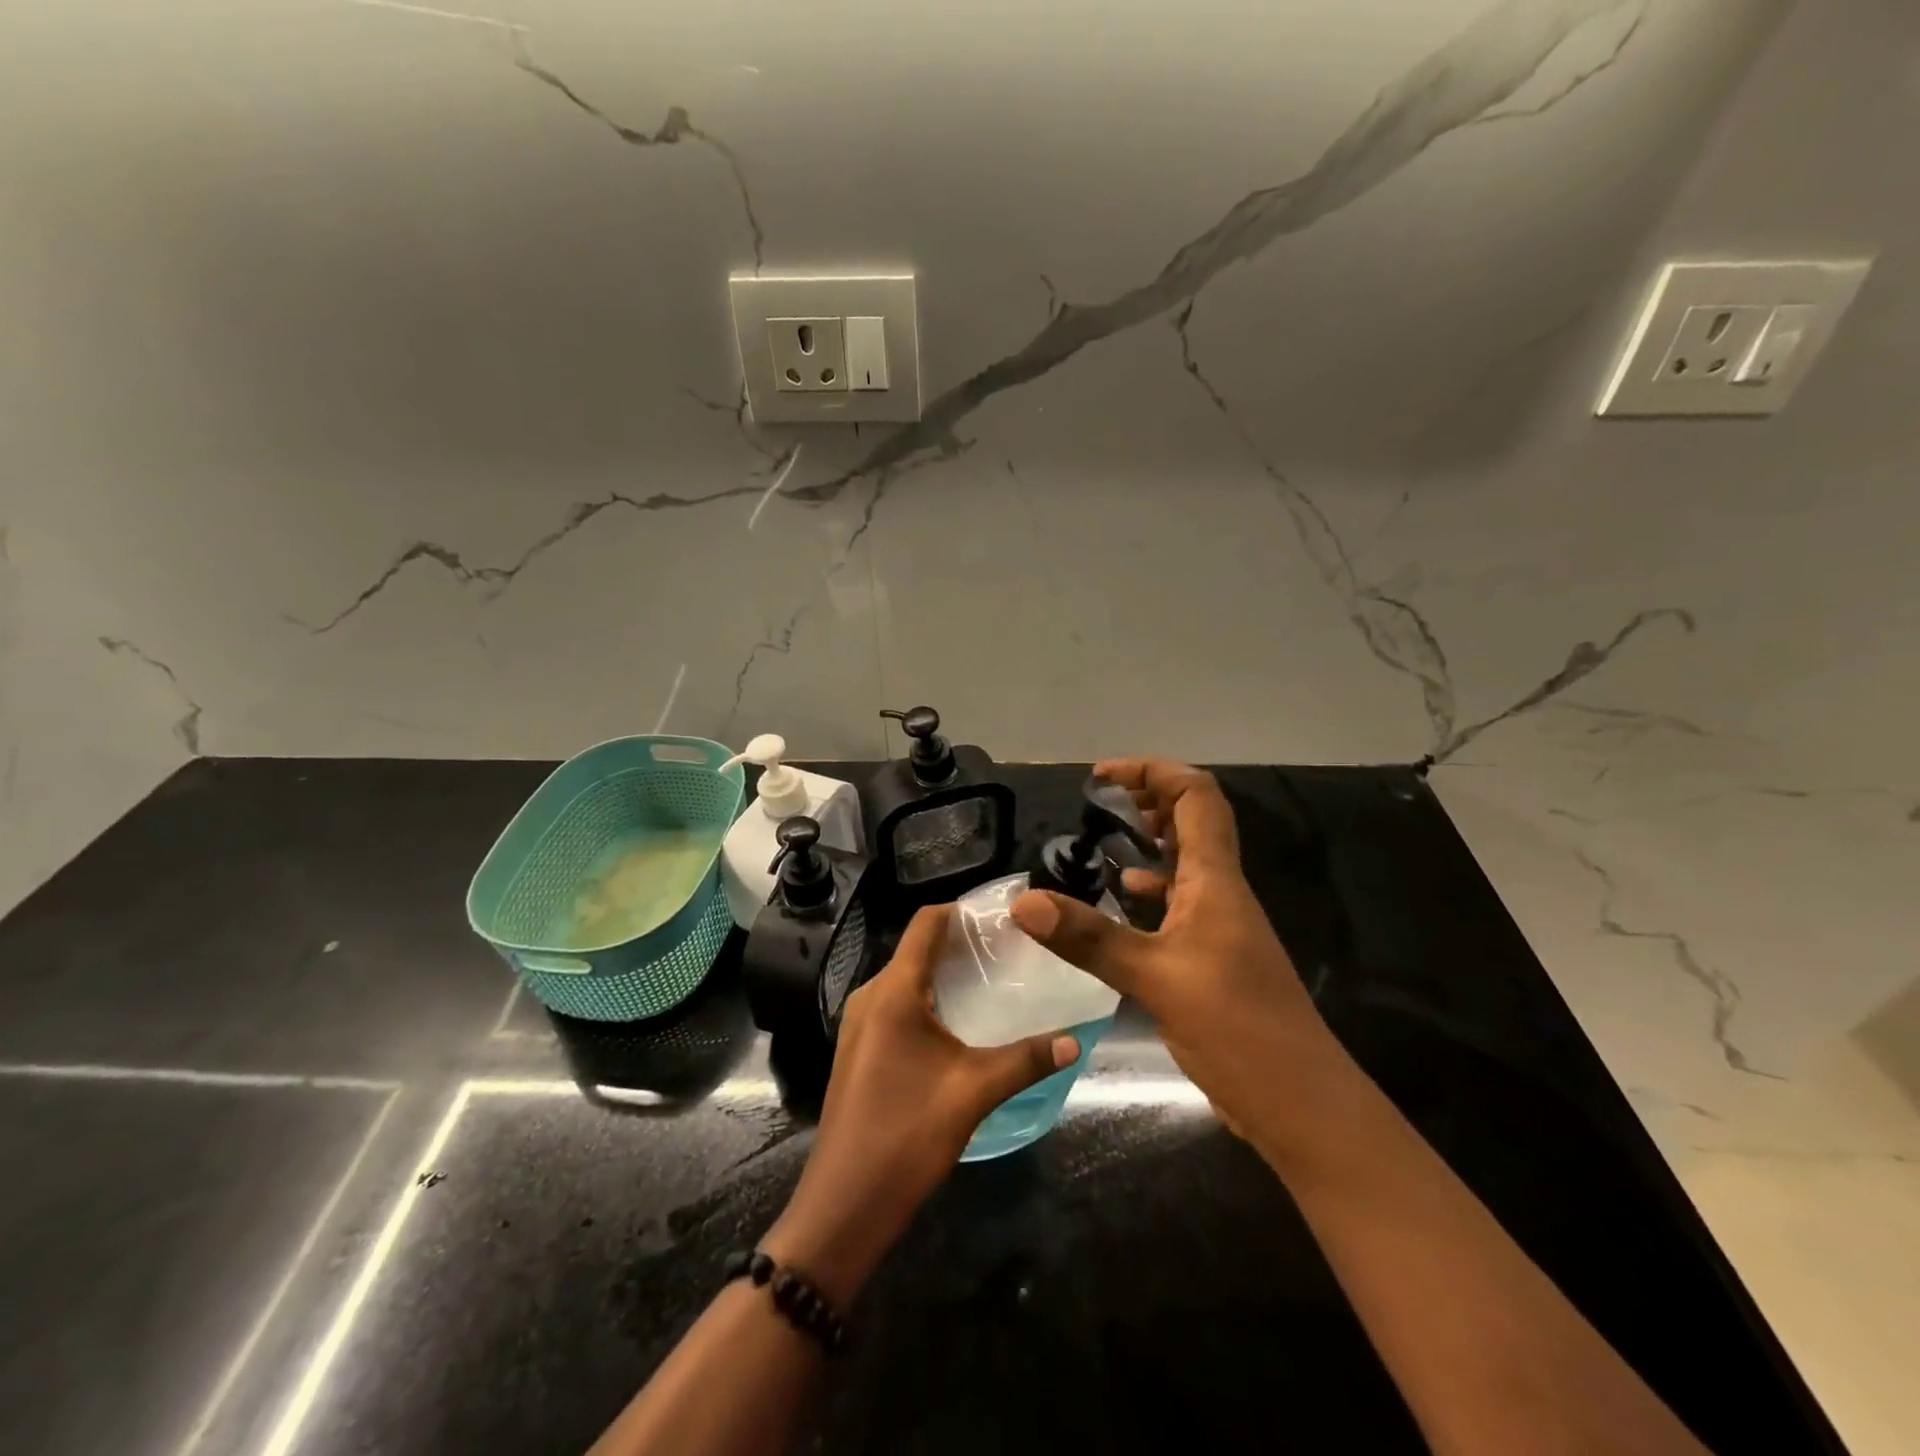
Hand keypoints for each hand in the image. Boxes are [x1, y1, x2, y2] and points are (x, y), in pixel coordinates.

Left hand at [762, 905, 1078, 1305]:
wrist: (843, 1204)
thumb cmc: (905, 1136)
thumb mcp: (973, 1092)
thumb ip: (1026, 1060)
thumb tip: (1075, 1040)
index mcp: (892, 992)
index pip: (924, 924)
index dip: (960, 910)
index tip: (1000, 915)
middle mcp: (870, 996)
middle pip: (916, 949)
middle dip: (959, 944)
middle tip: (1008, 950)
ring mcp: (860, 1024)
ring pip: (906, 979)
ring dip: (944, 974)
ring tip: (991, 982)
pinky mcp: (860, 1048)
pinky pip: (896, 1005)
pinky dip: (928, 999)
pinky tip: (958, 1023)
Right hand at [1011, 758, 1341, 1142]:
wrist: (1301, 1104)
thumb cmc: (1236, 1028)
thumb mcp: (1154, 978)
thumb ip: (1089, 938)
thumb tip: (1023, 902)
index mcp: (1215, 880)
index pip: (1195, 796)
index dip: (1153, 771)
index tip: (1102, 777)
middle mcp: (1222, 891)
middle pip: (1194, 820)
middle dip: (1150, 798)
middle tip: (1101, 802)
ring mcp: (1221, 925)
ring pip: (1188, 862)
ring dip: (1151, 842)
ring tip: (1106, 841)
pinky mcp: (1215, 956)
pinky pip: (1181, 902)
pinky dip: (1152, 889)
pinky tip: (1123, 902)